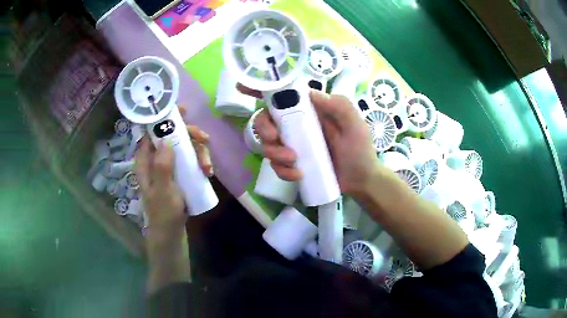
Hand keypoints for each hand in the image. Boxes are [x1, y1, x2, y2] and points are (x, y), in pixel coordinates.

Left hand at [135, 106, 212, 243]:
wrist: (171, 232)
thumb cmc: (163, 213)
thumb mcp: (162, 191)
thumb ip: (162, 166)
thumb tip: (168, 138)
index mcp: (145, 160)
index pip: (152, 131)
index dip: (164, 118)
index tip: (182, 112)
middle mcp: (156, 158)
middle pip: (173, 135)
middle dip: (190, 136)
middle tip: (205, 141)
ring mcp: (169, 165)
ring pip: (185, 147)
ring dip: (199, 152)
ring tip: (208, 168)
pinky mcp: (180, 173)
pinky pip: (191, 159)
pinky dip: (201, 162)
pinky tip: (208, 172)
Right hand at [237, 85, 379, 196]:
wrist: (360, 179)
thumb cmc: (360, 148)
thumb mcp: (355, 123)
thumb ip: (339, 106)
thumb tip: (310, 93)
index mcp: (309, 111)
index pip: (282, 96)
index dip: (260, 89)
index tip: (242, 87)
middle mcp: (296, 125)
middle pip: (265, 120)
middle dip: (263, 129)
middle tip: (275, 139)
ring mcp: (293, 145)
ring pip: (266, 145)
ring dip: (274, 153)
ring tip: (293, 161)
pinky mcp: (292, 165)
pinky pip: (276, 166)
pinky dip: (282, 170)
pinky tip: (298, 174)